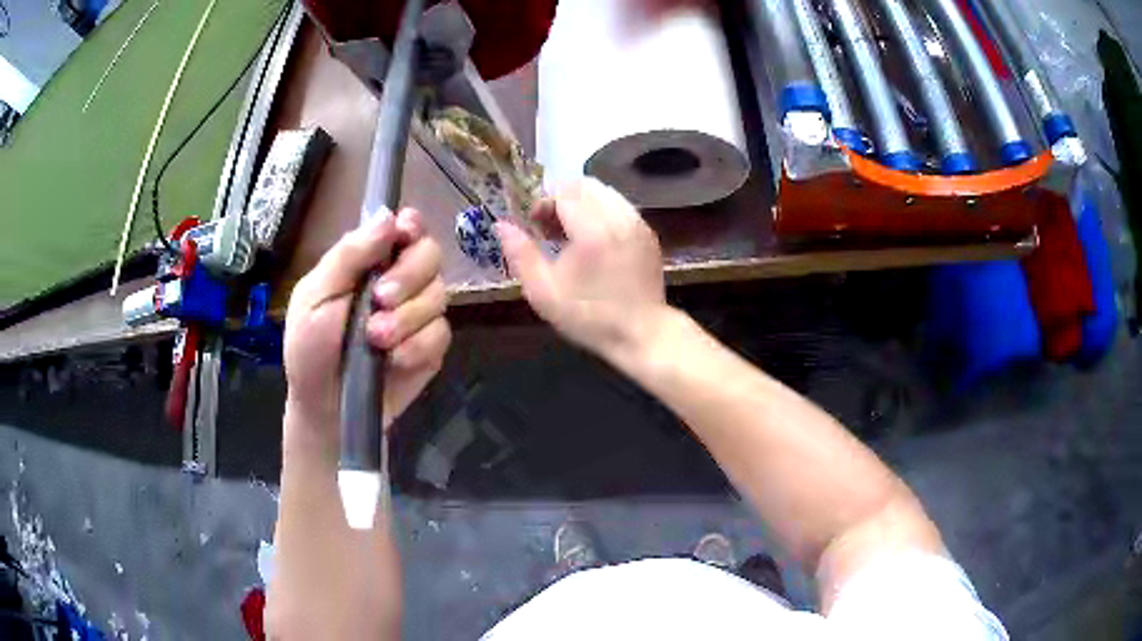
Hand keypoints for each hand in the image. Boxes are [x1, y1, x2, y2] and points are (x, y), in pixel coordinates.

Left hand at [283, 208, 450, 440]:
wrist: (326, 410)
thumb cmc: (309, 350)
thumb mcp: (315, 298)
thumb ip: (349, 256)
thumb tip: (390, 215)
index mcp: (368, 263)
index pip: (404, 228)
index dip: (411, 227)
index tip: (404, 236)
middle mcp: (399, 282)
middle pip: (431, 255)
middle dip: (409, 276)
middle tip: (380, 300)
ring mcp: (417, 315)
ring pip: (439, 295)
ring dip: (408, 318)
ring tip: (376, 340)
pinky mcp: (429, 348)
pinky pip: (441, 334)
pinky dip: (418, 347)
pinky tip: (394, 360)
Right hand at [496, 178, 667, 364]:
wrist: (641, 334)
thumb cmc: (589, 317)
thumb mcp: (544, 293)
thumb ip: (520, 254)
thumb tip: (501, 224)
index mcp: (592, 232)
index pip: (565, 192)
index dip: (544, 202)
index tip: (534, 224)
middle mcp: (619, 219)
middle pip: (586, 185)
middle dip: (563, 198)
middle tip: (550, 226)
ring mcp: (638, 224)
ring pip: (605, 193)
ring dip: (583, 203)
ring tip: (571, 233)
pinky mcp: (648, 233)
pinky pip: (620, 207)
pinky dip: (602, 212)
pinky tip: (594, 240)